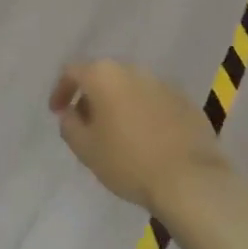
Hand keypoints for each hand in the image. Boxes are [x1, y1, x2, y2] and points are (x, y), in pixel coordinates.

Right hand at [49, 60, 228, 212]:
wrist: (190, 179)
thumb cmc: (128, 161)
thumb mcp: (85, 149)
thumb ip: (69, 125)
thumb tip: (70, 112)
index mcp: (104, 75)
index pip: (72, 71)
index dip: (61, 90)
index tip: (57, 112)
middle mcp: (132, 69)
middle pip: (103, 77)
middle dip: (92, 98)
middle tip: (88, 126)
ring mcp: (162, 83)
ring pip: (130, 88)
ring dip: (119, 105)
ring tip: (118, 135)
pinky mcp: (184, 100)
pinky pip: (154, 101)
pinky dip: (145, 114)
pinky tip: (147, 140)